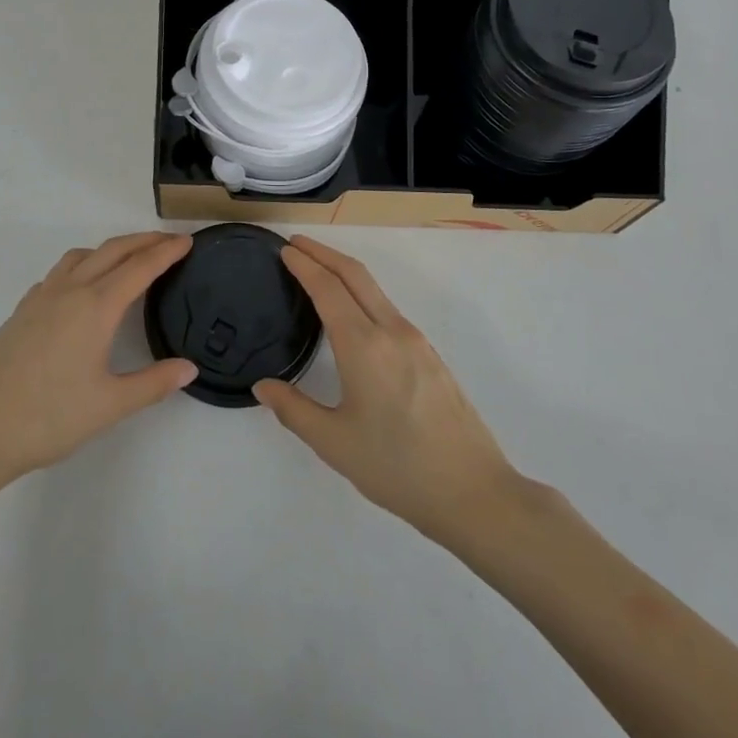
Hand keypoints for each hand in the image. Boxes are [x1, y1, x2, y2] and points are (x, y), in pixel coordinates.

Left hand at [0, 233, 196, 500]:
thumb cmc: (48, 418)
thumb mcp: (109, 406)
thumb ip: (154, 384)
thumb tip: (190, 368)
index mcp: (96, 307)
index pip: (140, 267)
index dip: (166, 251)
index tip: (188, 241)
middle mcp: (69, 291)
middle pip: (113, 251)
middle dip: (144, 241)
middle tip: (169, 241)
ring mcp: (40, 298)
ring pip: (82, 256)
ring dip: (110, 249)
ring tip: (129, 260)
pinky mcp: (21, 312)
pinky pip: (58, 273)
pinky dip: (82, 266)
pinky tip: (81, 290)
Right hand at [254, 236, 519, 542]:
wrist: (474, 492)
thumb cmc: (397, 467)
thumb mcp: (334, 443)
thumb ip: (294, 410)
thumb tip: (263, 385)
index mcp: (364, 346)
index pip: (328, 288)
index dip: (304, 264)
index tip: (285, 249)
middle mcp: (392, 331)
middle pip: (355, 275)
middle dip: (324, 253)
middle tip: (296, 244)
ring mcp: (416, 341)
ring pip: (375, 290)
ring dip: (345, 272)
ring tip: (319, 273)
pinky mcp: (430, 355)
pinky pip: (389, 309)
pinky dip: (363, 294)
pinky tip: (354, 314)